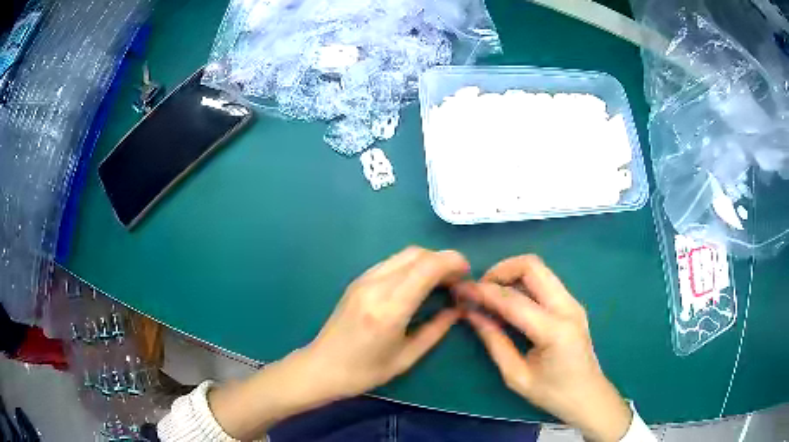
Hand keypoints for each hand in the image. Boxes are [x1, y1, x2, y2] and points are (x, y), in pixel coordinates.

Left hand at [304, 246, 469, 398]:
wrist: (322, 366)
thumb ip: (436, 330)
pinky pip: (391, 262)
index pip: (427, 267)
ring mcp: (363, 280)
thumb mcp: (407, 357)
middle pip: (417, 254)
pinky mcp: (358, 280)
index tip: (467, 275)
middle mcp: (375, 286)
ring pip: (404, 254)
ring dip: (427, 261)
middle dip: (443, 260)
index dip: (453, 263)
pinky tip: (417, 284)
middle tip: (456, 281)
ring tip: (440, 282)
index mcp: (389, 309)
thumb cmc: (365, 371)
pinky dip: (411, 265)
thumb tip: (458, 308)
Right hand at [453, 255, 631, 441]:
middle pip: (532, 266)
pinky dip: (523, 283)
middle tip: (480, 288)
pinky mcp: (572, 304)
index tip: (460, 290)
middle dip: (500, 270)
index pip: (513, 300)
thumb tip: (471, 314)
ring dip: (512, 274)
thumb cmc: (553, 394)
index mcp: (554, 330)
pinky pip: (545, 281)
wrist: (588, 396)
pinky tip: (510, 301)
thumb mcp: (516, 376)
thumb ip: (494, 341)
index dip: (483, 292)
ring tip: (491, 294)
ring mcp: (573, 302)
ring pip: (540, 269)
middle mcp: (567, 307)